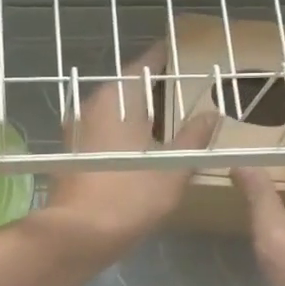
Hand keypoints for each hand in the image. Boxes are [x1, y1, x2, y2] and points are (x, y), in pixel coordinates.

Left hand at [41, 42, 218, 262]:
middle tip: (185, 89)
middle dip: (154, 88)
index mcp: (116, 98)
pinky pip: (105, 131)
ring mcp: (78, 131)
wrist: (78, 235)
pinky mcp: (74, 154)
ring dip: (139, 112)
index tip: (183, 50)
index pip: (143, 64)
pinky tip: (144, 147)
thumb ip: (193, 137)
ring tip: (169, 119)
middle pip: (127, 87)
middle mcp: (92, 106)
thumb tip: (211, 114)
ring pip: (115, 111)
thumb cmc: (129, 195)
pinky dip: (125, 132)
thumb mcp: (173, 167)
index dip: (164, 56)